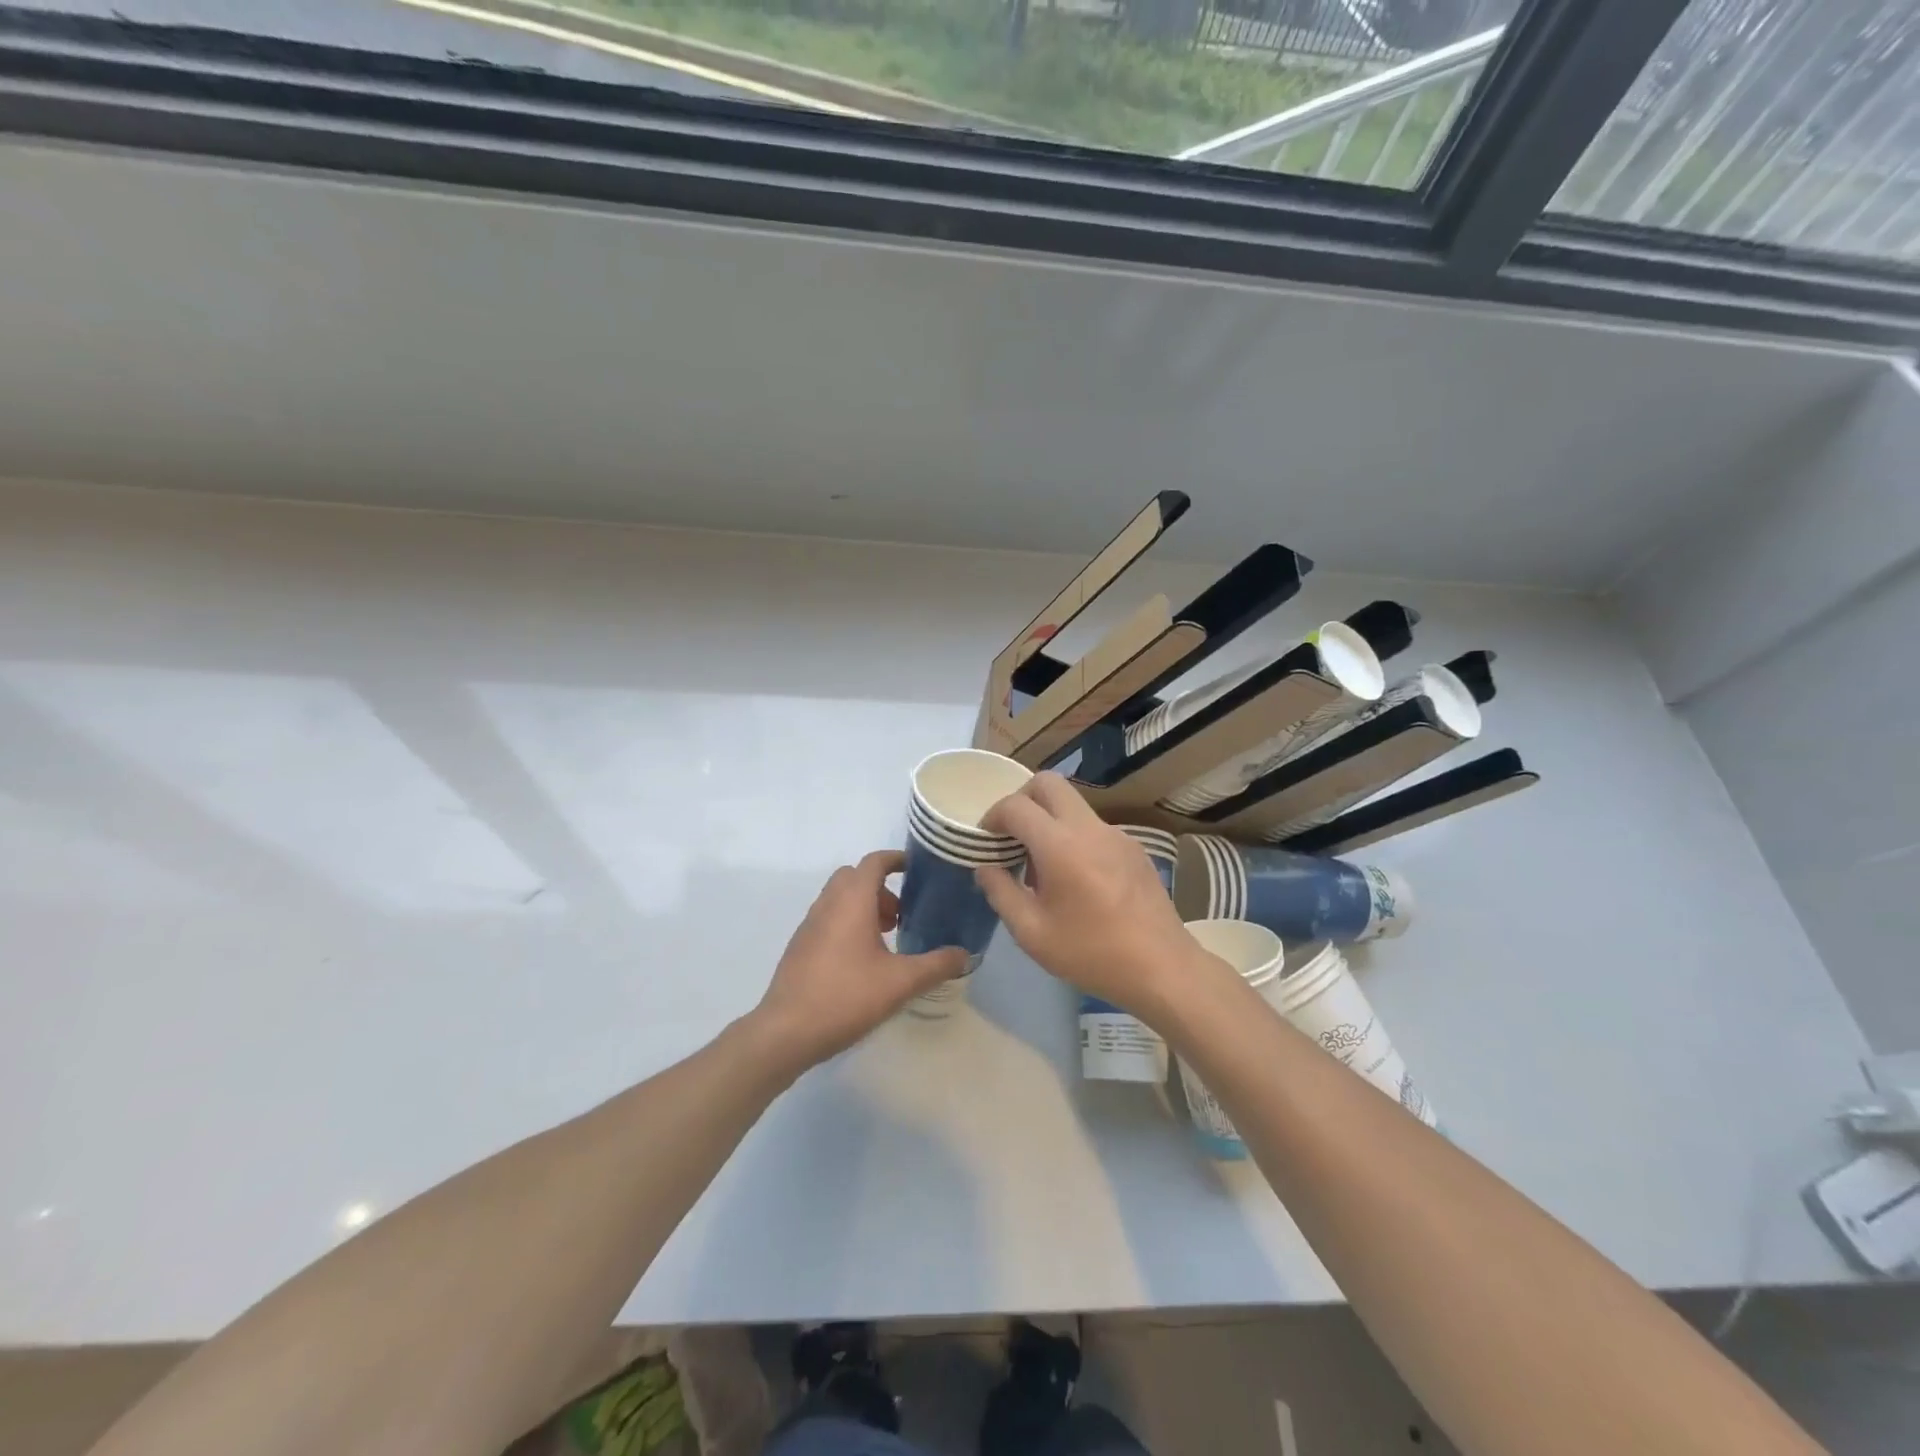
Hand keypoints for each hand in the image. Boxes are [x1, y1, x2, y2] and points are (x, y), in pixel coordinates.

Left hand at [751, 850, 968, 1070]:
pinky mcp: (800, 946)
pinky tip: (861, 961)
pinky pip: (827, 918)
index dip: (895, 859)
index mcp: (852, 901)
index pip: (874, 862)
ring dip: (863, 906)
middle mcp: (828, 904)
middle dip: (880, 887)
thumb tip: (964, 954)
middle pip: (854, 877)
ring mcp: (809, 925)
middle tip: (900, 914)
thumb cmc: (846, 996)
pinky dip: (847, 923)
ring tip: (885, 940)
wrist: (786, 1031)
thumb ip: (936, 965)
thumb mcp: (901, 982)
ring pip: (839, 898)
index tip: (915, 870)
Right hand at [975, 773, 1208, 1017]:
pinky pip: (1093, 827)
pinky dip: (1073, 837)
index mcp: (1060, 845)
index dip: (993, 816)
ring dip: (1049, 820)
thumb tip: (986, 867)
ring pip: (1073, 804)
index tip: (986, 840)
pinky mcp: (1134, 848)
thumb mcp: (1032, 933)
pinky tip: (1076, 880)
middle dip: (1022, 799)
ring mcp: (1116, 834)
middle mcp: (1089, 828)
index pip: (1017, 805)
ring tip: (1042, 868)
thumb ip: (1001, 893)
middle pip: (1049, 783)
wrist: (1162, 968)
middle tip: (1012, 835)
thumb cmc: (1091, 953)